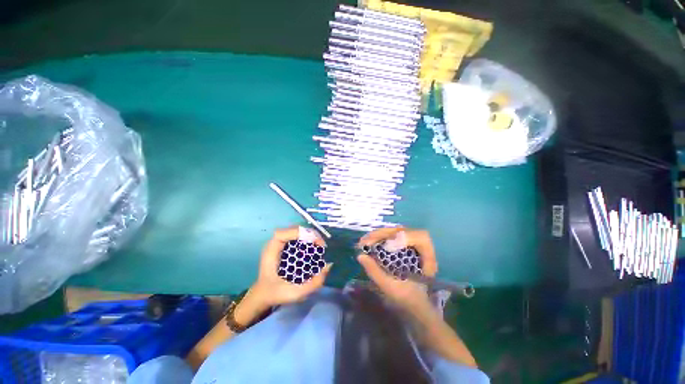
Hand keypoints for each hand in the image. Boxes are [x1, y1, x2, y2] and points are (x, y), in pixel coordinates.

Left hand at [249, 226, 331, 309]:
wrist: (263, 295)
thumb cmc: (276, 294)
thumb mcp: (295, 293)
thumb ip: (313, 284)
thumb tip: (328, 265)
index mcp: (271, 252)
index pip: (282, 234)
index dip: (299, 233)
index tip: (315, 242)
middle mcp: (275, 244)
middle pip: (293, 229)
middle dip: (310, 233)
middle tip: (321, 245)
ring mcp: (280, 243)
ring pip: (296, 231)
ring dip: (310, 235)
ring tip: (319, 245)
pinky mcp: (285, 245)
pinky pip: (297, 236)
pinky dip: (307, 238)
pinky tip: (314, 245)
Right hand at [356, 227, 437, 314]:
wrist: (414, 303)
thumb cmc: (406, 297)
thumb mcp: (390, 287)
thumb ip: (375, 271)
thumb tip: (360, 255)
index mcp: (427, 258)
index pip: (421, 237)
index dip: (404, 237)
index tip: (387, 245)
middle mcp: (421, 246)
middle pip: (403, 230)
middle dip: (383, 234)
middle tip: (365, 241)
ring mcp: (412, 242)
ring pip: (396, 230)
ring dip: (379, 234)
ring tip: (365, 240)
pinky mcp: (404, 243)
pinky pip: (392, 234)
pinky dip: (380, 236)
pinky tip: (370, 241)